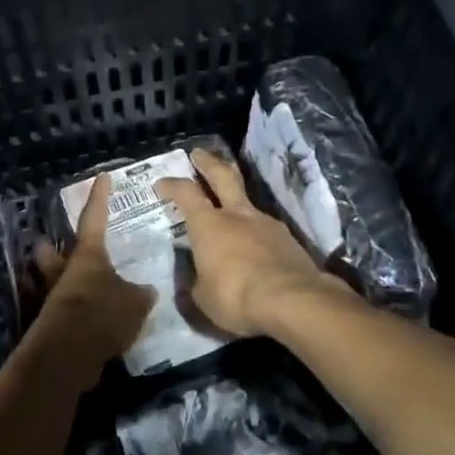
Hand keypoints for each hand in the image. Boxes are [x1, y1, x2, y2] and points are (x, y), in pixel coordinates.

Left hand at [30, 172, 154, 384]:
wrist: (69, 354)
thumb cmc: (102, 313)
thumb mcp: (135, 302)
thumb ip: (140, 294)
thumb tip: (146, 291)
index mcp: (88, 255)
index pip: (95, 217)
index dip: (100, 197)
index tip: (102, 177)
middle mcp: (65, 271)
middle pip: (51, 251)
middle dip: (51, 247)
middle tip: (54, 242)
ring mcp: (53, 298)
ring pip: (50, 281)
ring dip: (59, 282)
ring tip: (78, 287)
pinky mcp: (51, 325)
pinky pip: (60, 310)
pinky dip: (71, 313)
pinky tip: (88, 321)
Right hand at [155, 149, 351, 338]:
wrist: (293, 301)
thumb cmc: (236, 296)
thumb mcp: (203, 297)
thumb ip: (197, 282)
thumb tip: (196, 278)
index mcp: (209, 224)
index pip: (186, 193)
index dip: (172, 185)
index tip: (162, 183)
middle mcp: (237, 215)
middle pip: (222, 176)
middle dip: (208, 163)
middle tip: (199, 153)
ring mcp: (267, 223)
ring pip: (248, 203)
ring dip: (237, 203)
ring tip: (231, 214)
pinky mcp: (289, 240)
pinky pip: (266, 229)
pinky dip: (257, 233)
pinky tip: (257, 249)